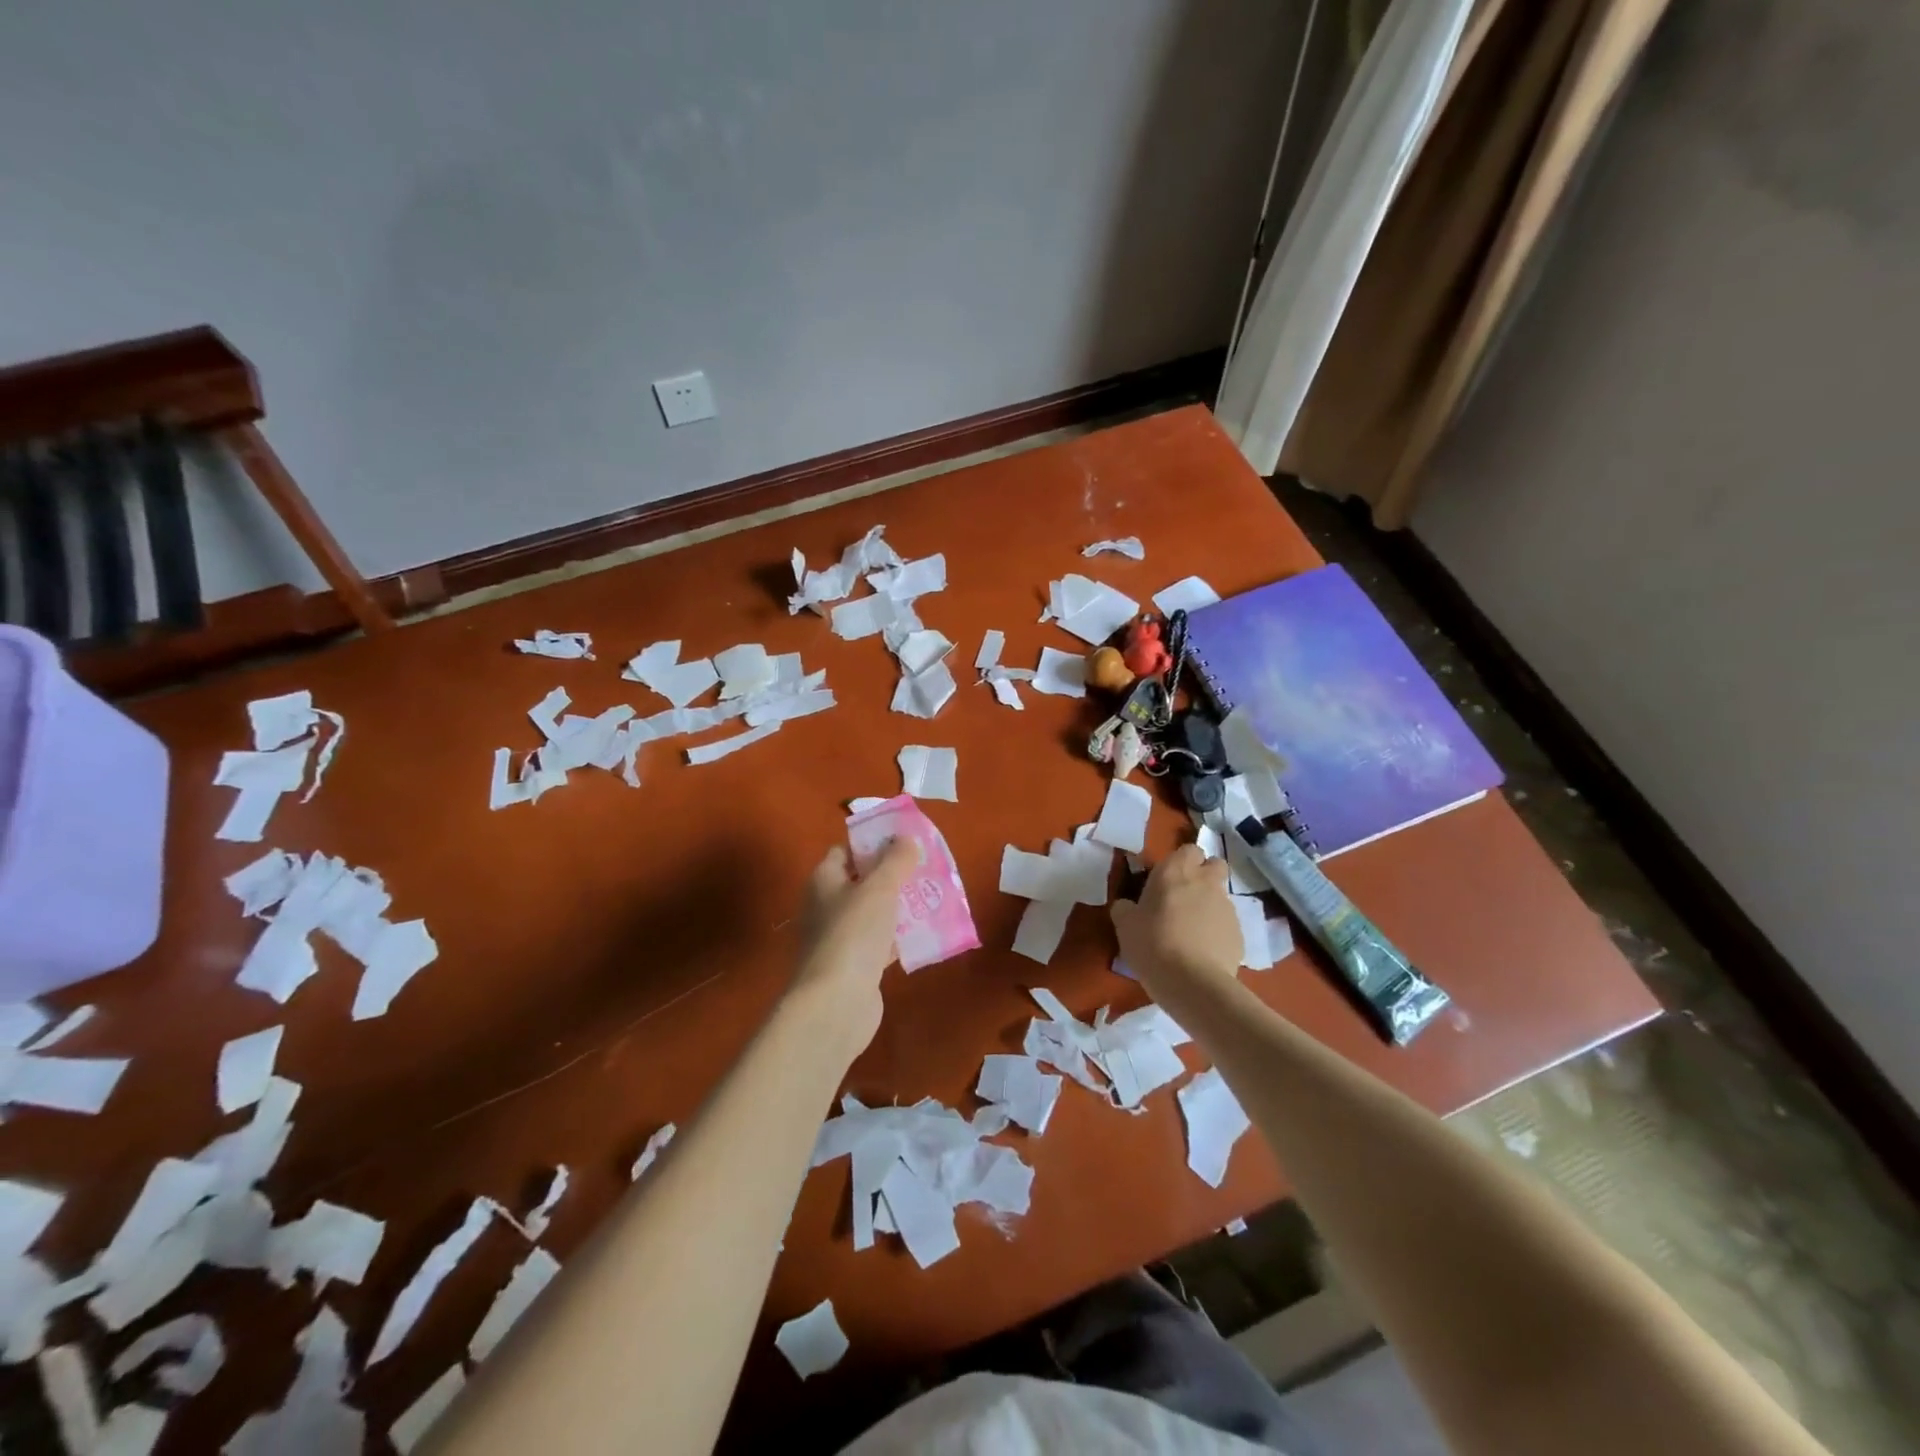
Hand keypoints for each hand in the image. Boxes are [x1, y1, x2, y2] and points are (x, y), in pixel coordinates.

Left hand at [788, 839, 914, 1057]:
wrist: (836, 1004)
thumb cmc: (853, 934)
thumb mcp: (879, 888)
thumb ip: (895, 860)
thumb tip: (905, 837)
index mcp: (824, 880)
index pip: (846, 850)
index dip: (873, 842)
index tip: (905, 839)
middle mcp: (826, 906)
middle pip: (862, 881)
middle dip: (893, 874)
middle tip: (926, 867)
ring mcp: (840, 938)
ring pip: (874, 913)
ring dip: (900, 906)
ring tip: (934, 896)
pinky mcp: (855, 966)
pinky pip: (881, 942)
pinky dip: (900, 937)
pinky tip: (926, 934)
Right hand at [1111, 843, 1241, 990]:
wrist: (1192, 982)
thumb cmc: (1152, 944)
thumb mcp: (1124, 925)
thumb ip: (1125, 909)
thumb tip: (1126, 906)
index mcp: (1175, 872)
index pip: (1188, 849)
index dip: (1181, 861)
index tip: (1167, 879)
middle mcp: (1205, 882)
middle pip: (1214, 864)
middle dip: (1204, 874)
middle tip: (1184, 896)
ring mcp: (1226, 907)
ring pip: (1221, 896)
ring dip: (1209, 905)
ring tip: (1191, 931)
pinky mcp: (1239, 934)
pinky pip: (1227, 925)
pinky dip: (1217, 932)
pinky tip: (1203, 952)